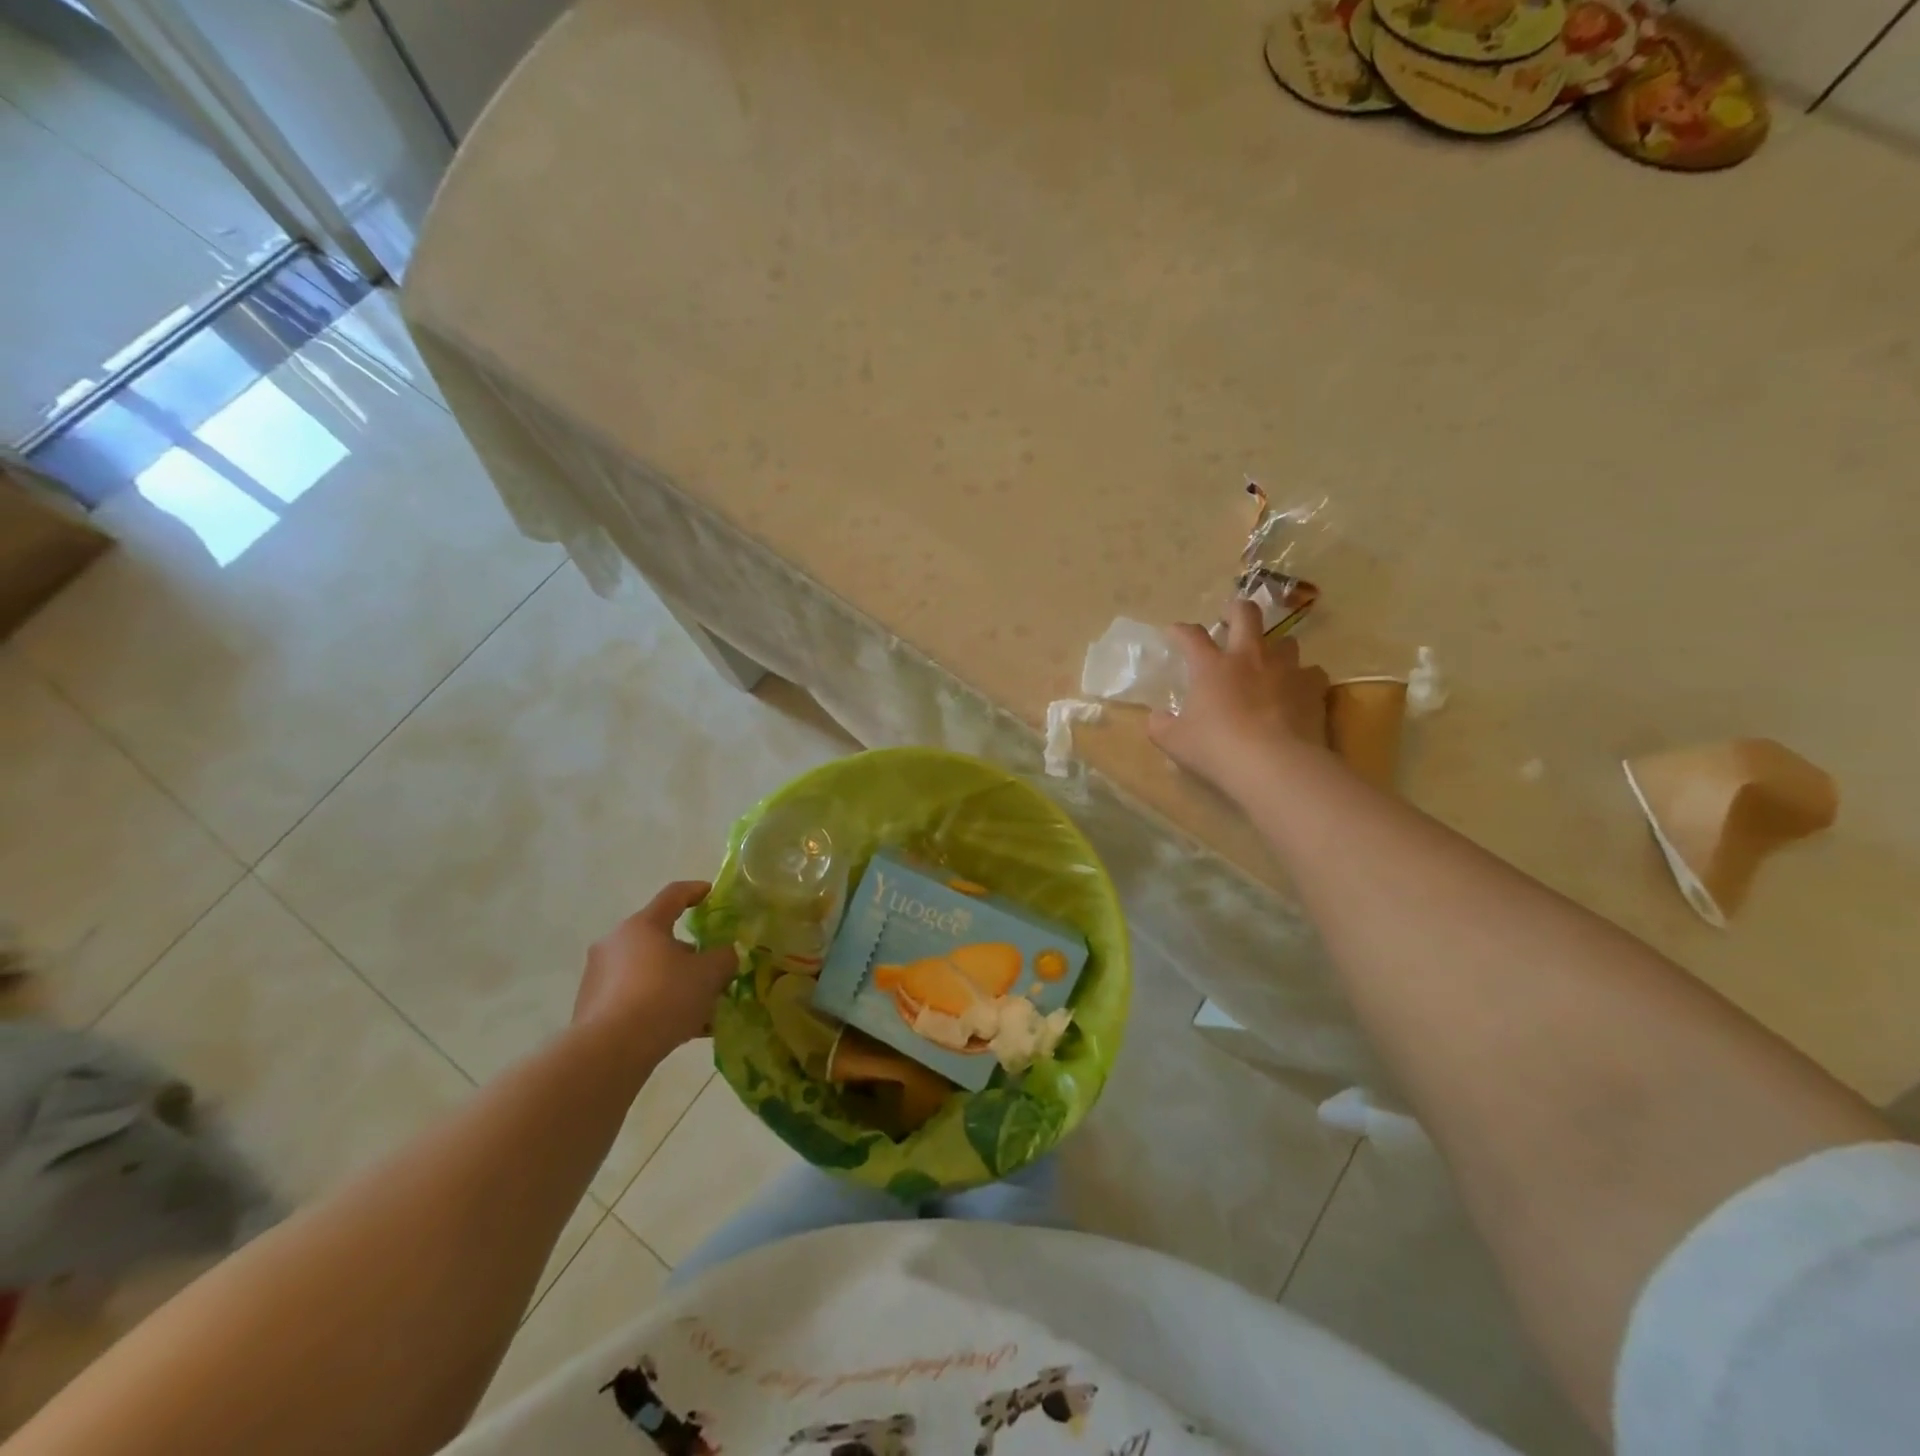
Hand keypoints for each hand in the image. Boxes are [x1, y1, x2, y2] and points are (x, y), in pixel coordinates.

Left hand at [575, 882, 737, 1047]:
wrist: (609, 1052)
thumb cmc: (664, 997)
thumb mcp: (709, 974)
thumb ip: (724, 957)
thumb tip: (725, 955)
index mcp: (642, 925)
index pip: (673, 895)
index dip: (696, 891)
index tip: (711, 893)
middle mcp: (614, 943)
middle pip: (659, 938)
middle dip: (688, 952)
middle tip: (711, 968)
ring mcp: (598, 976)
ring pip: (647, 971)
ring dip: (673, 982)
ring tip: (701, 1008)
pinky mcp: (591, 1008)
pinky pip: (633, 997)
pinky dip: (656, 1005)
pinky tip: (680, 1029)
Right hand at [1146, 598, 1330, 793]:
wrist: (1274, 765)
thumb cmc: (1216, 749)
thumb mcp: (1174, 741)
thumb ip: (1161, 725)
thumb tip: (1158, 717)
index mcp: (1211, 666)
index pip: (1191, 635)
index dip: (1180, 630)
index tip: (1175, 632)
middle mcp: (1249, 658)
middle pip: (1246, 614)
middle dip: (1236, 610)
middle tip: (1231, 617)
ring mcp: (1285, 669)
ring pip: (1286, 640)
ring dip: (1275, 647)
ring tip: (1269, 661)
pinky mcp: (1313, 688)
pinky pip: (1312, 672)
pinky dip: (1303, 678)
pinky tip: (1298, 691)